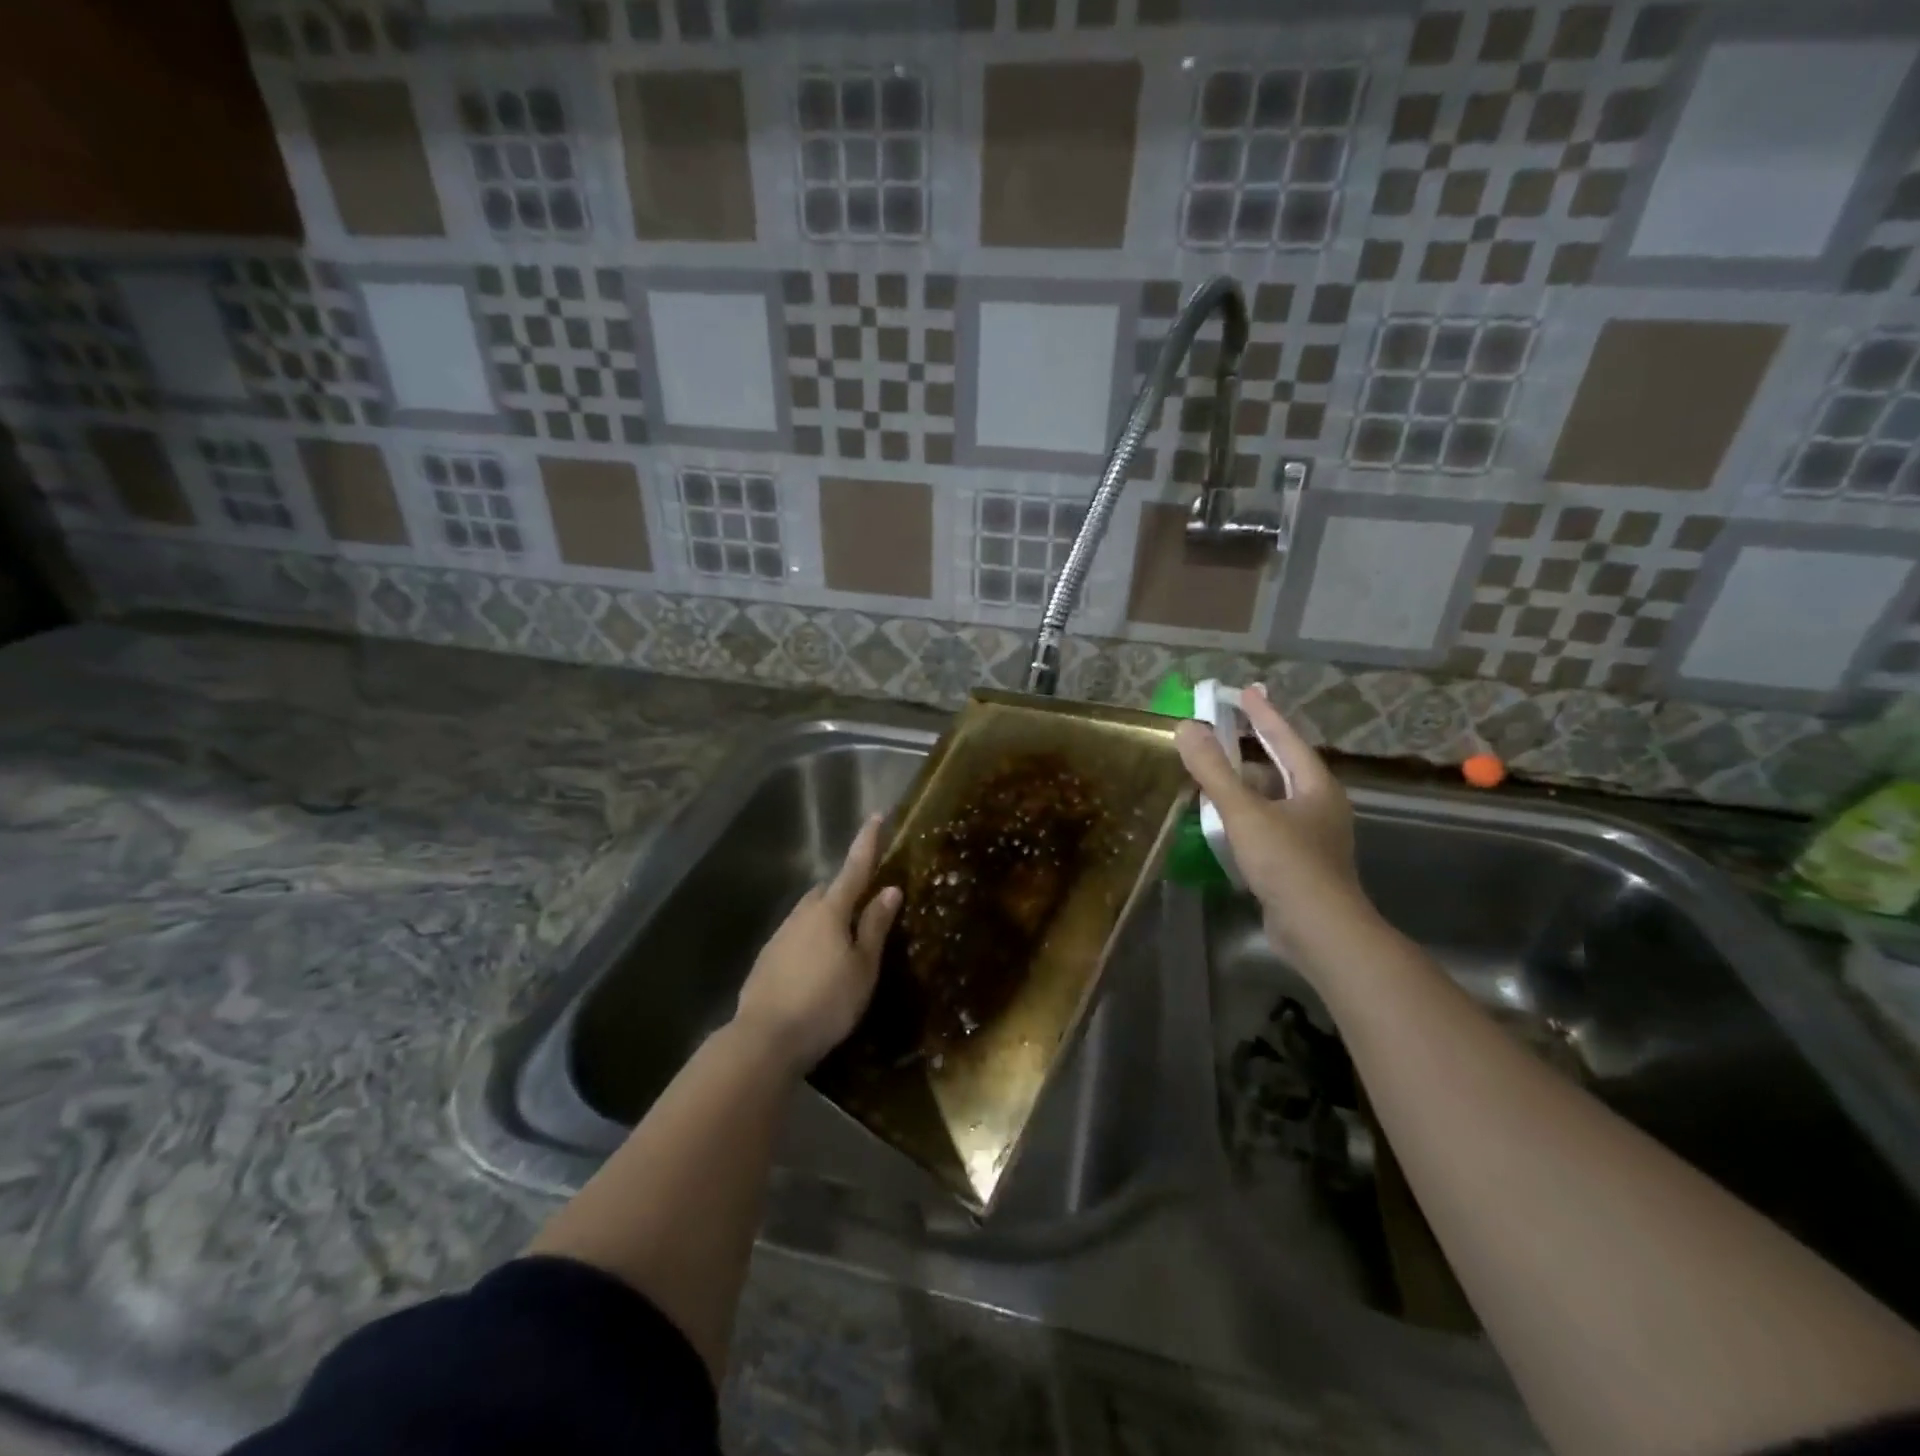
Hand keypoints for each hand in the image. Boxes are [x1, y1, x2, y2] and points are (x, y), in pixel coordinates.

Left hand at [733, 814, 901, 1074]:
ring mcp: (780, 936)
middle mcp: (802, 915)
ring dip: (827, 918)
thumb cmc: (826, 1002)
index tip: (876, 815)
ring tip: (844, 943)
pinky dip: (811, 941)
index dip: (867, 842)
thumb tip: (889, 889)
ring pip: (809, 914)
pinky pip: (796, 937)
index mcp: (830, 911)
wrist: (764, 1039)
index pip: (854, 868)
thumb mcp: (862, 967)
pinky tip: (817, 967)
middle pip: (827, 891)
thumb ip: (875, 926)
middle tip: (865, 906)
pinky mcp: (767, 959)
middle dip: (845, 891)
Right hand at [1174, 684, 1371, 966]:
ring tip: (1218, 774)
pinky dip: (1247, 816)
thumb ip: (1213, 770)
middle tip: (1229, 728)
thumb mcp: (1244, 812)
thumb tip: (1185, 727)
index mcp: (1316, 786)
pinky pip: (1269, 826)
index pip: (1286, 738)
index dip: (1263, 714)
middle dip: (1256, 748)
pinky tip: (1224, 822)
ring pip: (1276, 799)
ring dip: (1248, 785)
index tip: (1245, 690)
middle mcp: (1320, 806)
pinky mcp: (1300, 864)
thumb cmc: (1286, 862)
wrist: (1319, 930)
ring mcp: (1313, 837)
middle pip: (1284, 767)